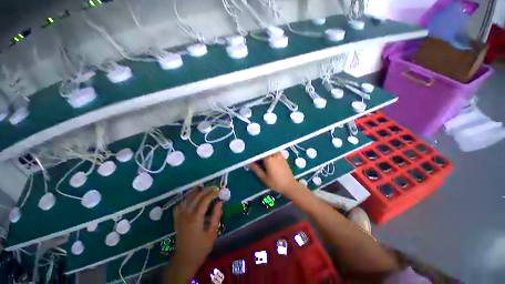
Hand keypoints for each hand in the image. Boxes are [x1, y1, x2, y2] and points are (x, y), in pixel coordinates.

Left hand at [173, 187, 222, 269]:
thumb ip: (216, 216)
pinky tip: (192, 198)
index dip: (212, 193)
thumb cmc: (200, 248)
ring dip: (196, 192)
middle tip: (215, 188)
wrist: (185, 260)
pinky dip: (186, 199)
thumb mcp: (212, 233)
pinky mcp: (177, 219)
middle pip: (196, 196)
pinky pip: (180, 205)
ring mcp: (180, 216)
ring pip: (187, 198)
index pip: (204, 200)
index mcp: (195, 218)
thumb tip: (220, 202)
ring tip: (205, 189)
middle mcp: (186, 214)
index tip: (219, 191)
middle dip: (206, 190)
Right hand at [250, 153, 301, 194]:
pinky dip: (271, 155)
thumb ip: (256, 169)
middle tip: (257, 162)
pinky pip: (274, 153)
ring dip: (266, 155)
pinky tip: (270, 162)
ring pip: (270, 152)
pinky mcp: (283, 157)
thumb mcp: (264, 178)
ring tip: (263, 162)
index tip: (252, 161)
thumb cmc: (276, 182)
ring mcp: (279, 155)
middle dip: (260, 155)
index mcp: (269, 159)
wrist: (290, 185)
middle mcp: (274, 154)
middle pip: (265, 152)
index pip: (259, 154)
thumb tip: (250, 163)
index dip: (255, 157)